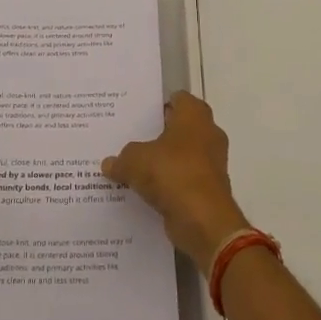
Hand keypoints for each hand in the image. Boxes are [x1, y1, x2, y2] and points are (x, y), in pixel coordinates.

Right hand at [102, 92, 250, 273]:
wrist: (204, 221)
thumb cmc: (172, 174)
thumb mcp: (135, 160)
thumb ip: (122, 159)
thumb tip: (109, 163)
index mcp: (195, 116)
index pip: (177, 99)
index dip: (157, 105)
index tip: (136, 114)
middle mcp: (208, 134)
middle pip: (179, 127)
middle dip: (157, 134)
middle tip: (129, 138)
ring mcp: (211, 163)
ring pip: (182, 155)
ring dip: (163, 162)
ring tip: (134, 166)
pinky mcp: (209, 189)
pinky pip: (184, 180)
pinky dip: (169, 184)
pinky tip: (145, 191)